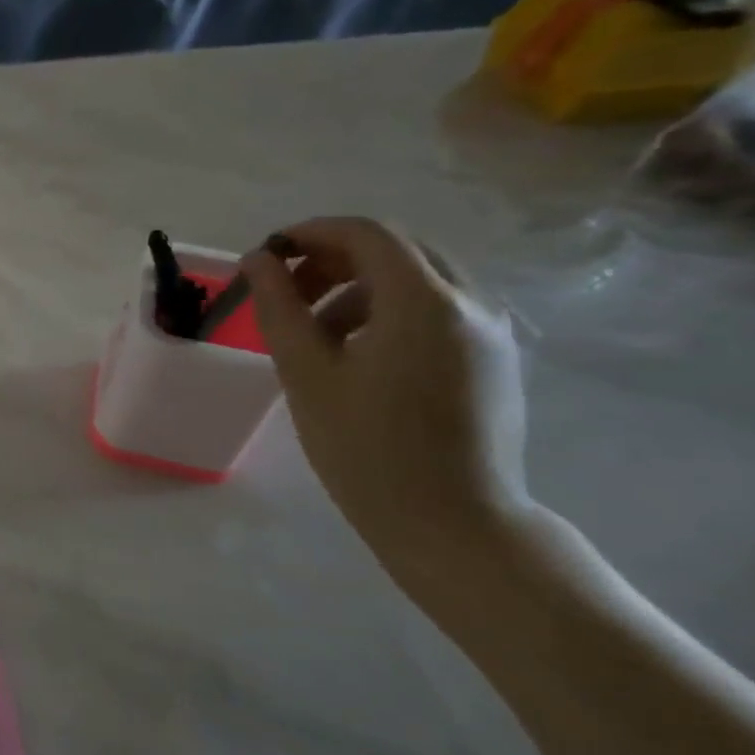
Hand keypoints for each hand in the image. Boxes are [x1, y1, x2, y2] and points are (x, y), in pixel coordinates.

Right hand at [242, 217, 529, 585]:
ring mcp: (492, 331)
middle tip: (286, 293)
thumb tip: (259, 261)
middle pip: (396, 250)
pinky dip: (390, 311)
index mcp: (424, 302)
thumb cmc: (365, 447)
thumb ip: (279, 307)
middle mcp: (471, 303)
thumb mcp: (306, 373)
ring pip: (418, 279)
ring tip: (315, 332)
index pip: (366, 234)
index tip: (267, 256)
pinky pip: (439, 309)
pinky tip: (358, 354)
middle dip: (332, 259)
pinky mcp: (495, 358)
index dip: (310, 233)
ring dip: (359, 287)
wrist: (451, 521)